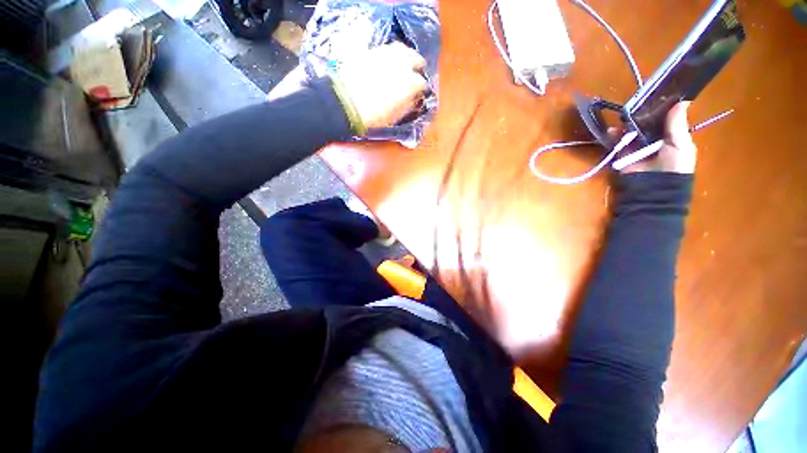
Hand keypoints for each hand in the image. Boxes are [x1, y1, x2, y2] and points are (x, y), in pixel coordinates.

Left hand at [334, 42, 427, 129]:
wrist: (347, 101)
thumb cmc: (374, 115)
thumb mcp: (396, 116)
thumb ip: (409, 105)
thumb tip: (414, 99)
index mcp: (412, 83)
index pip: (423, 85)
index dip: (421, 91)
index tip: (418, 95)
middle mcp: (405, 64)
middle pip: (418, 61)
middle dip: (418, 70)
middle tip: (413, 79)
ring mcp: (390, 54)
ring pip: (406, 50)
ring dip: (408, 58)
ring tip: (404, 67)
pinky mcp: (377, 49)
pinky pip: (391, 47)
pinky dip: (395, 54)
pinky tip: (391, 61)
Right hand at [619, 101, 697, 173]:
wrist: (653, 188)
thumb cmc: (673, 167)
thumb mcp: (681, 145)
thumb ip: (677, 126)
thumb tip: (682, 101)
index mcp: (670, 136)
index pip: (664, 119)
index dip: (660, 108)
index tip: (654, 96)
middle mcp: (652, 140)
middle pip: (646, 123)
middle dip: (641, 114)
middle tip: (636, 103)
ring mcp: (636, 147)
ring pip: (630, 131)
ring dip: (626, 124)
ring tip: (623, 116)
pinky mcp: (621, 154)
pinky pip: (616, 143)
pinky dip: (613, 136)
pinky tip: (612, 130)